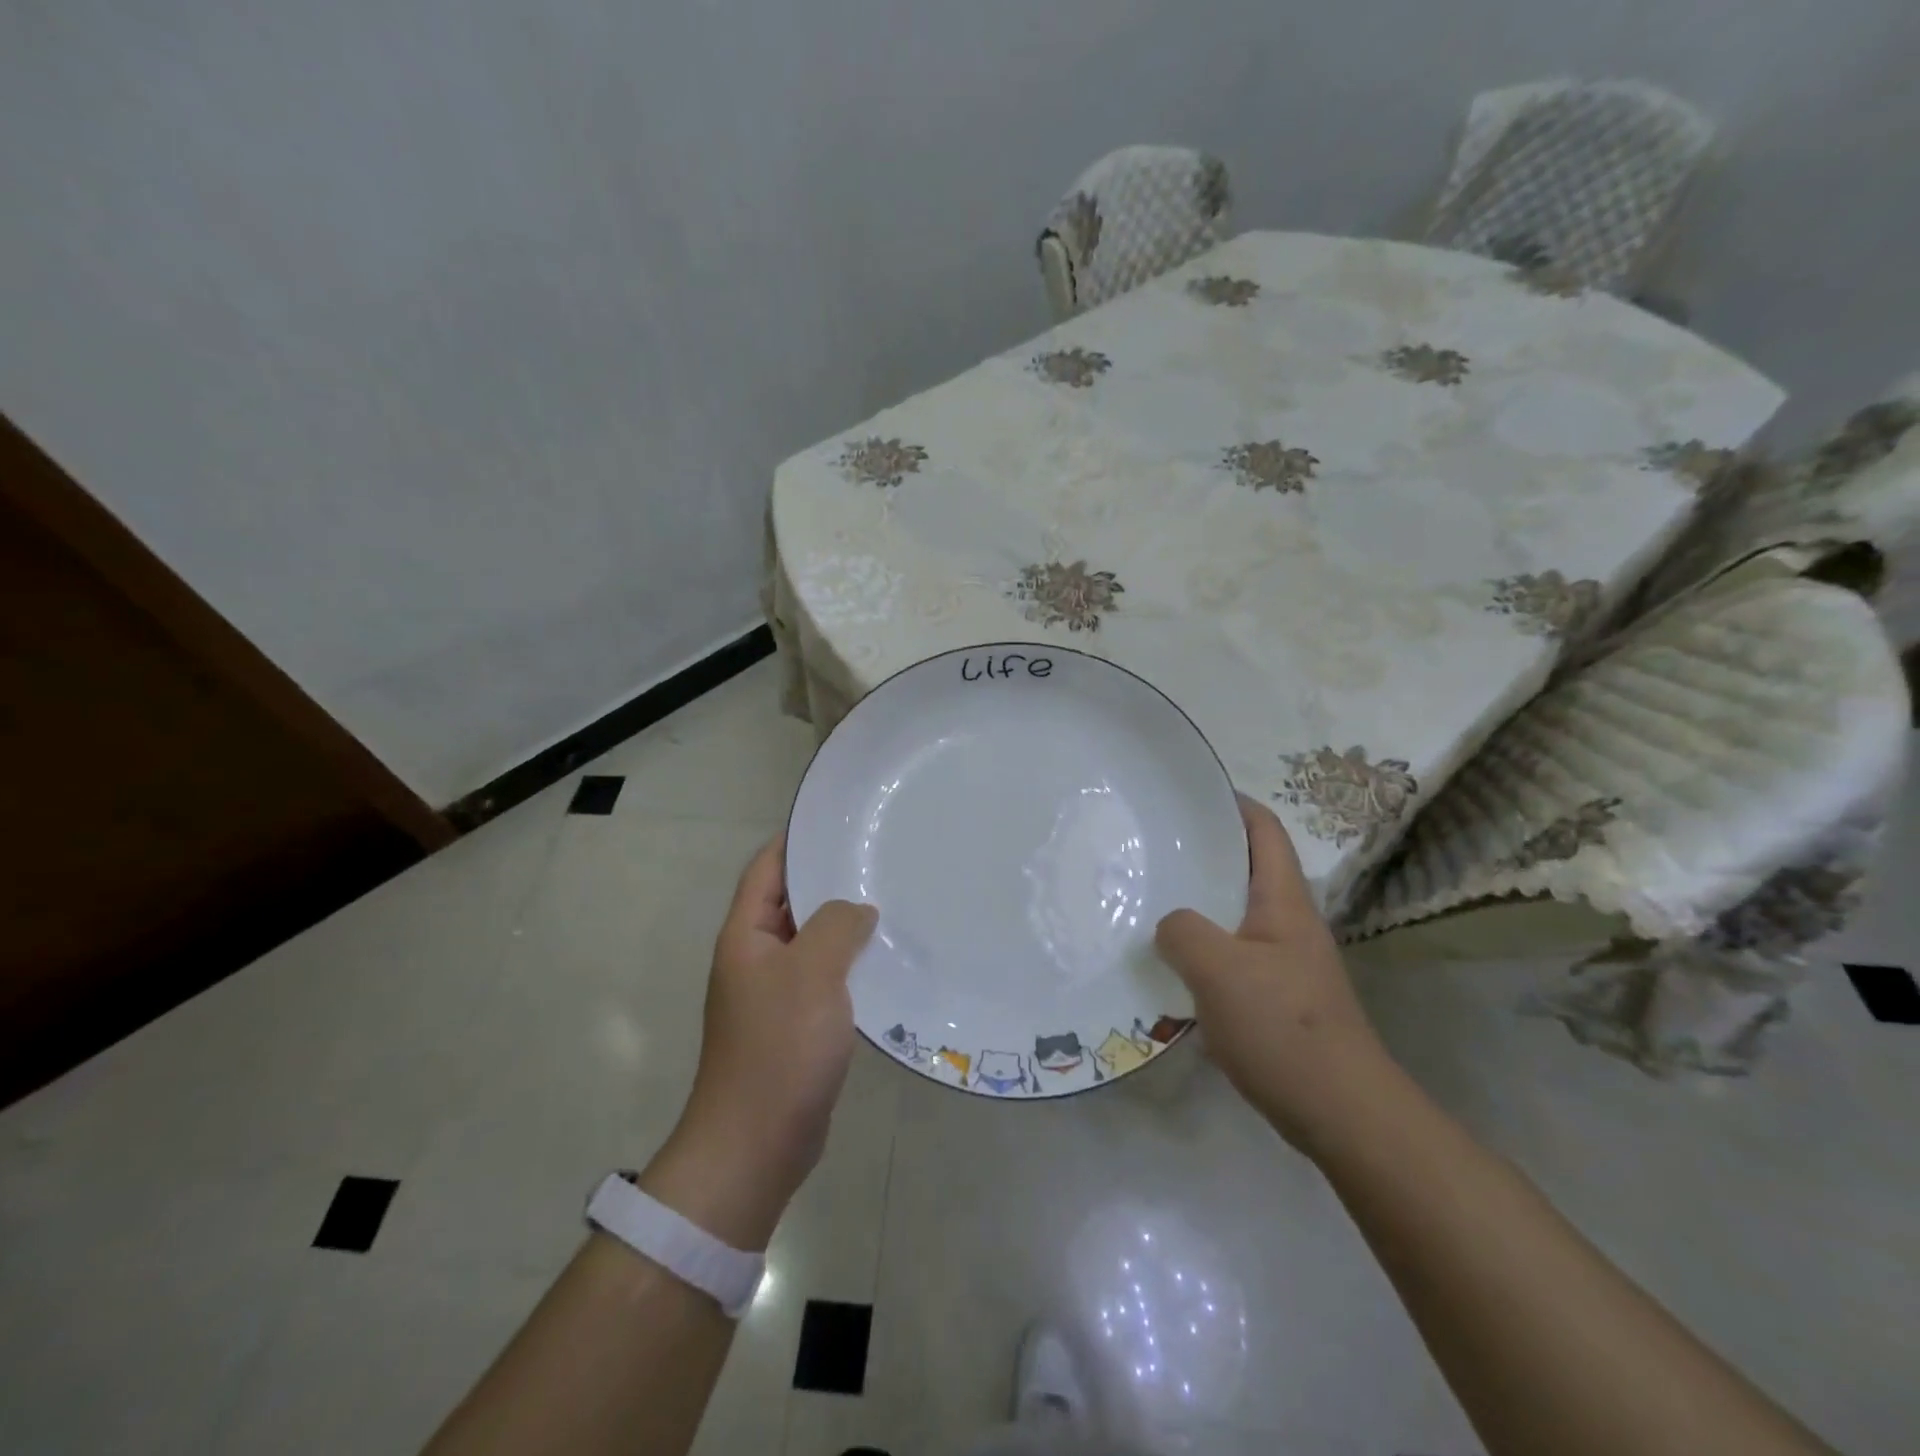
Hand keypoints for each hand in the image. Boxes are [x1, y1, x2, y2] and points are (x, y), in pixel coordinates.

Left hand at [638, 836, 876, 1250]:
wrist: (756, 1145)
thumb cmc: (779, 1048)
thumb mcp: (811, 973)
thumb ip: (835, 926)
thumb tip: (858, 909)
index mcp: (746, 936)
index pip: (767, 868)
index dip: (795, 839)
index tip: (838, 820)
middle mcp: (756, 958)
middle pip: (792, 902)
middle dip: (830, 879)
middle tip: (880, 857)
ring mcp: (776, 993)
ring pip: (813, 942)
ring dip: (845, 924)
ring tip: (893, 901)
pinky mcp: (797, 1025)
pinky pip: (825, 978)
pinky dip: (851, 964)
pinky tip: (887, 960)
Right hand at [1155, 796, 1392, 1154]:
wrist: (1342, 1113)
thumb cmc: (1283, 1028)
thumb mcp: (1219, 971)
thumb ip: (1183, 932)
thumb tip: (1169, 923)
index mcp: (1283, 901)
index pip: (1264, 830)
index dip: (1232, 803)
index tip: (1189, 793)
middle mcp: (1287, 922)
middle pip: (1245, 868)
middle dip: (1203, 852)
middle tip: (1152, 846)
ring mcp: (1284, 961)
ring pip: (1234, 914)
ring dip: (1197, 903)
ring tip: (1149, 898)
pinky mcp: (1276, 997)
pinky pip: (1230, 954)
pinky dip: (1200, 947)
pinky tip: (1169, 962)